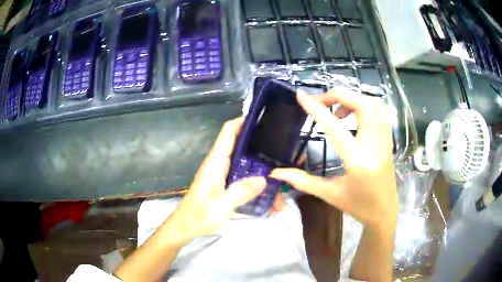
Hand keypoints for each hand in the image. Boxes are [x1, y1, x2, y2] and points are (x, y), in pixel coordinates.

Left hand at [168, 118, 281, 239]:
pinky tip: (269, 193)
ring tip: (281, 178)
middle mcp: (220, 164)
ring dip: (261, 168)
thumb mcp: (220, 206)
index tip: (264, 120)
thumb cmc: (199, 216)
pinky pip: (244, 176)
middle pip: (241, 145)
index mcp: (216, 162)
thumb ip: (240, 191)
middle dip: (260, 146)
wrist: (187, 227)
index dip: (243, 121)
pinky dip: (257, 181)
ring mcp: (223, 174)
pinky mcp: (225, 184)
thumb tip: (264, 179)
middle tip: (282, 150)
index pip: (228, 132)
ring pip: (245, 162)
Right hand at [270, 88, 397, 227]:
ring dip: (354, 98)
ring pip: (374, 103)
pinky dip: (365, 104)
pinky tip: (353, 116)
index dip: (316, 108)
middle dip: (339, 95)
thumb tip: (276, 173)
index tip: (301, 95)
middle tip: (322, 102)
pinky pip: (381, 111)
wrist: (384, 211)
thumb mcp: (329, 194)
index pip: (335, 127)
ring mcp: (385, 140)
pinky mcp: (388, 139)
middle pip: (362, 104)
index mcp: (357, 162)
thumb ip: (302, 180)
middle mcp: (374, 145)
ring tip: (338, 110)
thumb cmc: (357, 205)